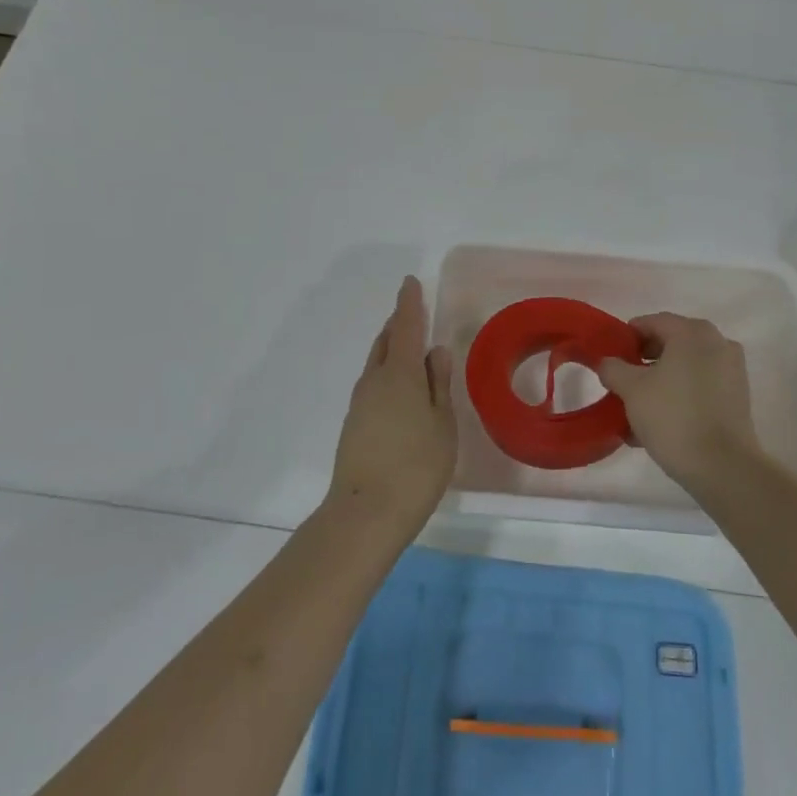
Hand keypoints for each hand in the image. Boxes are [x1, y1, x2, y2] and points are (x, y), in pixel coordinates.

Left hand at [329, 277, 455, 535]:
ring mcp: (360, 403)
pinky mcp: (354, 424)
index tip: (410, 282)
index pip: (407, 327)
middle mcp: (375, 380)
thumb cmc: (416, 465)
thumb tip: (436, 351)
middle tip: (413, 313)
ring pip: (377, 363)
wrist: (366, 513)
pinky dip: (387, 372)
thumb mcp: (442, 424)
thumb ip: (439, 385)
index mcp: (401, 373)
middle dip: (399, 324)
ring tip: (409, 347)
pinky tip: (399, 388)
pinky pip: (373, 383)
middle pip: (387, 342)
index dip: (409, 304)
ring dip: (392, 348)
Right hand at [598, 313, 761, 498]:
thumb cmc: (673, 417)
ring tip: (637, 409)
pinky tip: (659, 423)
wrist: (722, 466)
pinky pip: (700, 387)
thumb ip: (613, 369)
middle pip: (671, 344)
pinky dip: (680, 396)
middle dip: (644, 361)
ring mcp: (732, 370)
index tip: (611, 356)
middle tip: (622, 382)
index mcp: (692, 332)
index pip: (652, 322)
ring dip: (661, 382)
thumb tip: (608, 362)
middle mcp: (717, 342)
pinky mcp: (738, 397)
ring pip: (686, 368)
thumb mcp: (631, 390)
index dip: (628, 337)